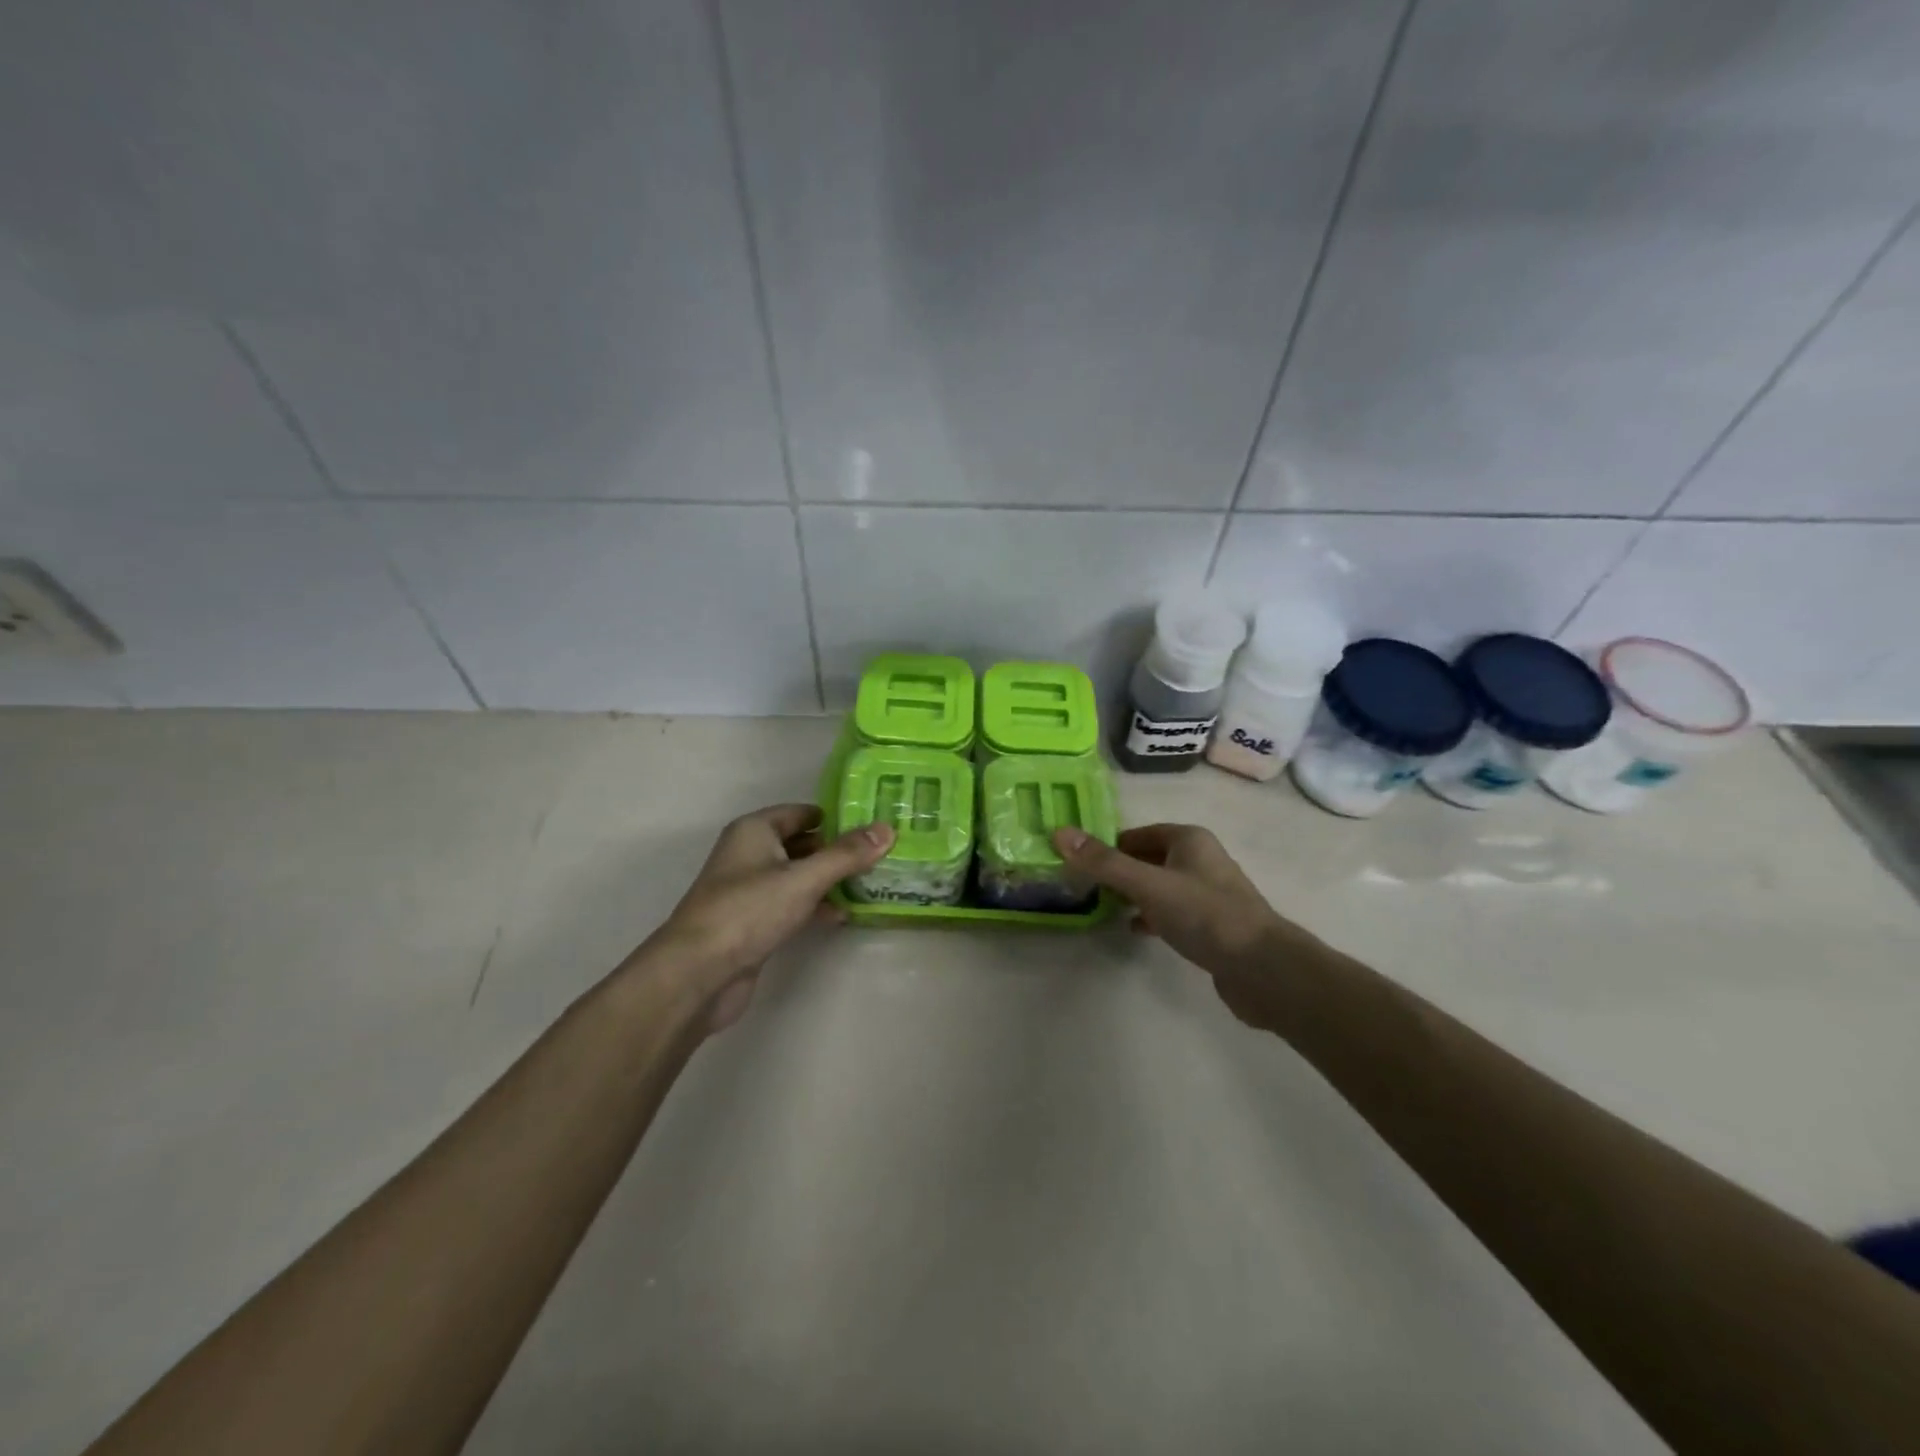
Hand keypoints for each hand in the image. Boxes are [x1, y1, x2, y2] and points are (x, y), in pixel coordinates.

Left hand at [647, 804, 892, 1032]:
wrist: (698, 973)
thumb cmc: (749, 911)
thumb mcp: (804, 879)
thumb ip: (846, 855)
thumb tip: (887, 829)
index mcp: (754, 831)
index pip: (802, 812)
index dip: (836, 816)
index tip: (873, 824)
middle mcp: (749, 854)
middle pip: (801, 844)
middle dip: (837, 849)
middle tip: (881, 854)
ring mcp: (749, 890)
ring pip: (798, 876)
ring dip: (829, 880)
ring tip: (872, 883)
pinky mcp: (753, 923)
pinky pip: (792, 904)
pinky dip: (815, 906)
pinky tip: (843, 915)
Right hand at [1052, 822, 1331, 1032]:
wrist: (1262, 969)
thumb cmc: (1205, 915)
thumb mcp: (1148, 885)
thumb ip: (1104, 863)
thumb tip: (1059, 833)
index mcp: (1189, 840)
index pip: (1138, 833)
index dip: (1108, 844)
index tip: (1078, 861)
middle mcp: (1200, 860)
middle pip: (1148, 857)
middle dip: (1118, 869)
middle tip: (1083, 885)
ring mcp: (1208, 893)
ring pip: (1159, 885)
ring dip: (1133, 893)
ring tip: (1101, 906)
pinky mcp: (1212, 925)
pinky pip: (1172, 911)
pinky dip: (1151, 915)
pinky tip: (1136, 929)